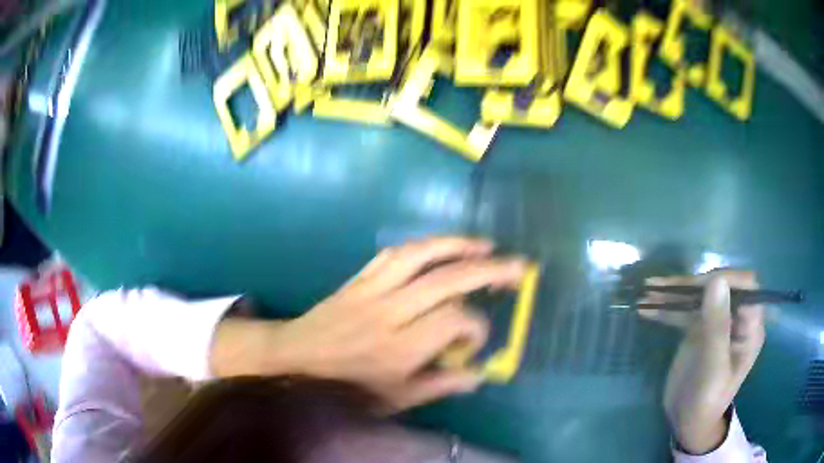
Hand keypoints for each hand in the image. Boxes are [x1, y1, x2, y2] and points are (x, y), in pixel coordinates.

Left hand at [265, 237, 525, 410]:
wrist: (296, 359)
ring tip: (485, 244)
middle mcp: (390, 312)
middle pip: (446, 280)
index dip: (477, 326)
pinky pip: (392, 253)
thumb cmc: (346, 386)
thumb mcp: (395, 399)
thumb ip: (439, 385)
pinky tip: (439, 246)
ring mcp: (372, 289)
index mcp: (400, 347)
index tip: (478, 340)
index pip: (454, 321)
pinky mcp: (358, 278)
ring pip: (420, 255)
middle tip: (517, 266)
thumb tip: (479, 374)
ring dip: (456, 245)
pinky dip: (422, 246)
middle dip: (488, 270)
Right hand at [638, 270, 764, 453]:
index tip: (699, 287)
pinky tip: (646, 308)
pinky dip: (666, 309)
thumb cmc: (706, 400)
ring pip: (698, 297)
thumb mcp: (713, 367)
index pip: (746, 286)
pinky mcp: (698, 329)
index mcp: (749, 326)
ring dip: (674, 294)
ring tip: (647, 292)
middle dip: (692, 285)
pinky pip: (684, 312)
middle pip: (719, 287)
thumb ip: (717, 326)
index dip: (726, 279)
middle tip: (663, 290)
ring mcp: (716, 322)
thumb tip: (716, 279)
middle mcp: (735, 318)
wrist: (687, 422)